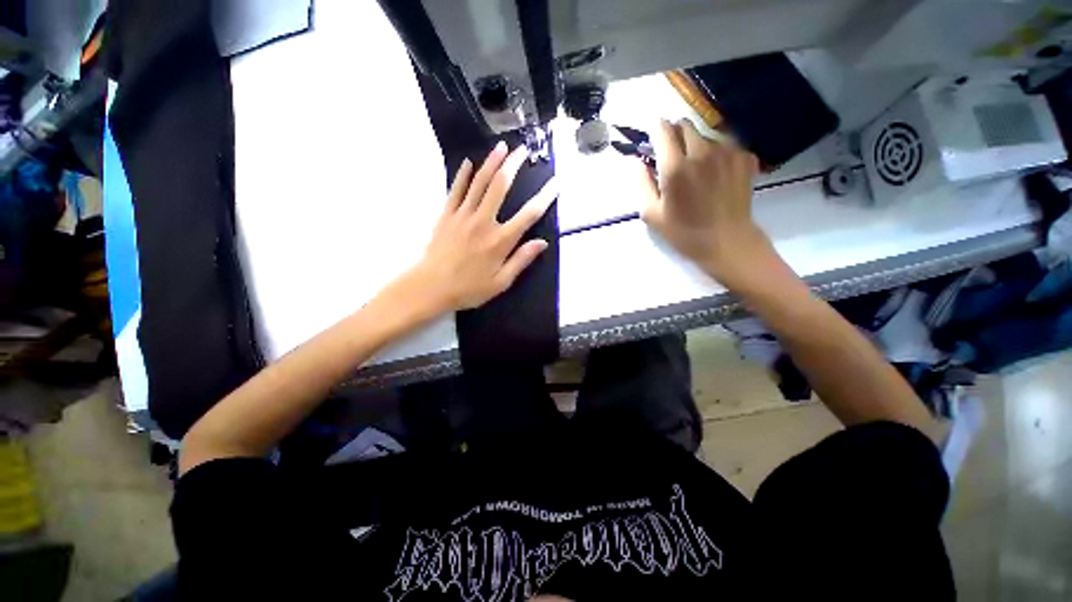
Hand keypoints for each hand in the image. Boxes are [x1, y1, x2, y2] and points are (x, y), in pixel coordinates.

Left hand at [412, 142, 555, 312]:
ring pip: (479, 183)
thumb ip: (521, 260)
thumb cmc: (469, 288)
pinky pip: (456, 190)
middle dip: (513, 166)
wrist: (431, 287)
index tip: (555, 183)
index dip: (544, 198)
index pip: (529, 215)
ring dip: (491, 162)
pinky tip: (469, 163)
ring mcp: (463, 215)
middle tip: (523, 150)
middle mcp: (484, 222)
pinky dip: (463, 175)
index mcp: (500, 240)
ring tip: (501, 147)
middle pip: (501, 187)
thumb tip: (542, 243)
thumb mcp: (501, 282)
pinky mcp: (446, 215)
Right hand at [639, 119, 768, 282]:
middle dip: (675, 134)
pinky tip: (716, 172)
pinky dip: (717, 152)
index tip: (653, 140)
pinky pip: (725, 144)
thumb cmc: (683, 232)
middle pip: (685, 125)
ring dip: (696, 143)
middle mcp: (702, 151)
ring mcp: (727, 152)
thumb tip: (636, 161)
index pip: (663, 129)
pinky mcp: (744, 157)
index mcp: (675, 166)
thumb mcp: (651, 213)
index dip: (655, 130)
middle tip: (673, 155)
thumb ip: (641, 183)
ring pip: (706, 133)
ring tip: (697, 168)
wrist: (727, 241)